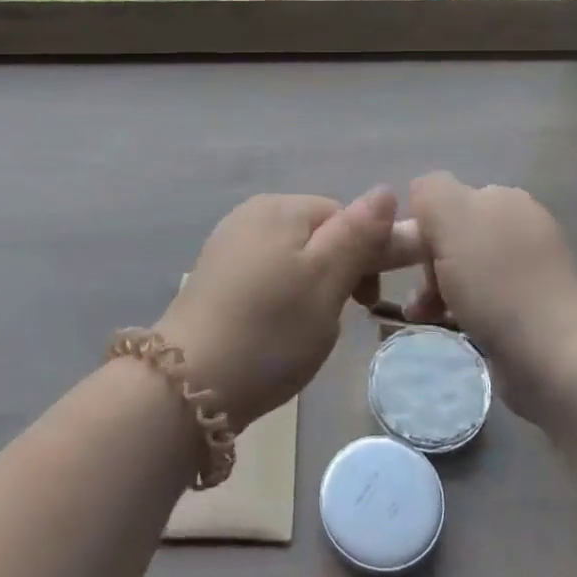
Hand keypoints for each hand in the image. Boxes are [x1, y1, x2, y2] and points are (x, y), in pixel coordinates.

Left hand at [157, 188, 398, 430]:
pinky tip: (271, 332)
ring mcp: (227, 246)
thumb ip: (359, 234)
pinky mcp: (213, 278)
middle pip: (317, 235)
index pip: (344, 216)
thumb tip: (387, 190)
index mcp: (281, 208)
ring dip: (308, 290)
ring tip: (302, 332)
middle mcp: (251, 215)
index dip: (364, 255)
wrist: (189, 385)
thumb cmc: (271, 330)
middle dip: (335, 274)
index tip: (364, 302)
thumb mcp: (328, 281)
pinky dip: (278, 301)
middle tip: (332, 320)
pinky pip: (264, 277)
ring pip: (292, 260)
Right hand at [403, 172, 576, 419]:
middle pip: (452, 236)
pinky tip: (452, 328)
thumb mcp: (452, 218)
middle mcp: (517, 226)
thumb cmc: (497, 283)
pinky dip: (461, 312)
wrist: (557, 354)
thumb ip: (431, 192)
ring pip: (464, 271)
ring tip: (425, 317)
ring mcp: (527, 269)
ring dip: (438, 291)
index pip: (442, 200)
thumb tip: (422, 195)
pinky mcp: (530, 309)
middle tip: (419, 297)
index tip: (411, 260)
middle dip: (427, 264)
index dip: (421, 227)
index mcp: (502, 198)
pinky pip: (481, 301)